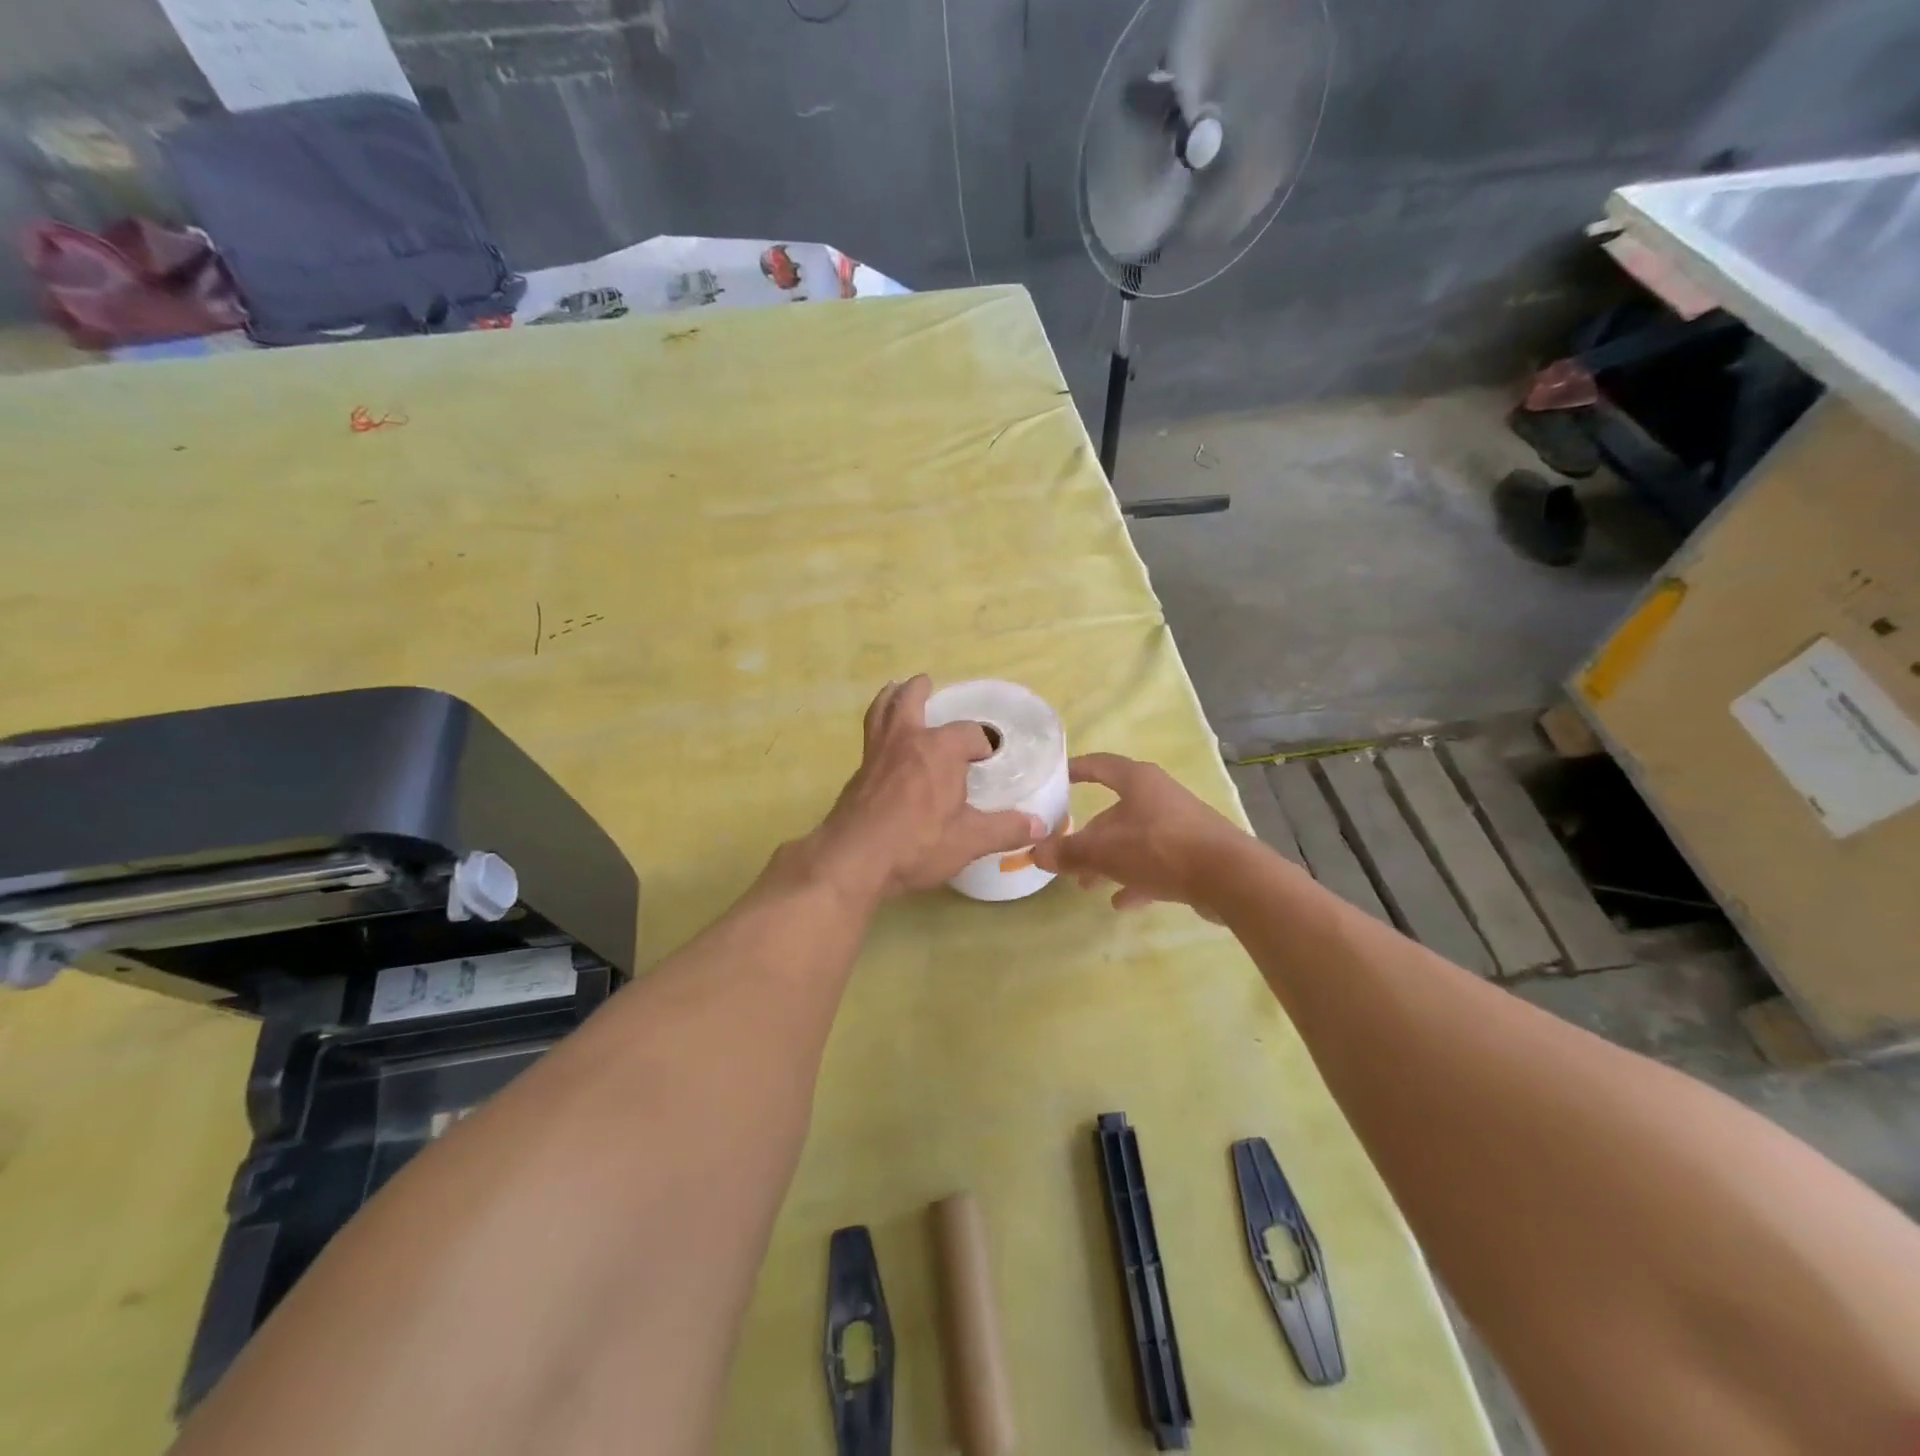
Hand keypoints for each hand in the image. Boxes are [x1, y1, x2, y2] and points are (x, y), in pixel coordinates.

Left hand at [801, 676, 1046, 900]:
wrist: (853, 859)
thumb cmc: (917, 844)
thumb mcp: (969, 840)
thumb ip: (1005, 829)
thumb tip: (1040, 825)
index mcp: (940, 749)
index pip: (970, 733)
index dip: (982, 744)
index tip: (988, 760)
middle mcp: (907, 740)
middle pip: (911, 700)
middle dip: (921, 690)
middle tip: (928, 683)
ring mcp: (877, 754)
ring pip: (882, 712)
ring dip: (891, 698)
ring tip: (895, 690)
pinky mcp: (859, 772)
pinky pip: (871, 737)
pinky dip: (879, 726)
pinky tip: (884, 744)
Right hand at [1032, 753, 1246, 914]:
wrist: (1230, 878)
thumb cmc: (1160, 849)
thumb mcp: (1105, 851)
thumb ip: (1069, 852)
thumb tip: (1036, 852)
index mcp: (1138, 782)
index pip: (1100, 765)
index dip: (1076, 769)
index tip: (1056, 777)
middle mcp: (1159, 797)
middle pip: (1115, 812)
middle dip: (1090, 837)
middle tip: (1067, 858)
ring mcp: (1180, 826)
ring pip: (1135, 841)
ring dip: (1110, 862)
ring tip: (1088, 886)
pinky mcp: (1195, 854)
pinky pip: (1157, 864)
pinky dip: (1137, 880)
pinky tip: (1122, 903)